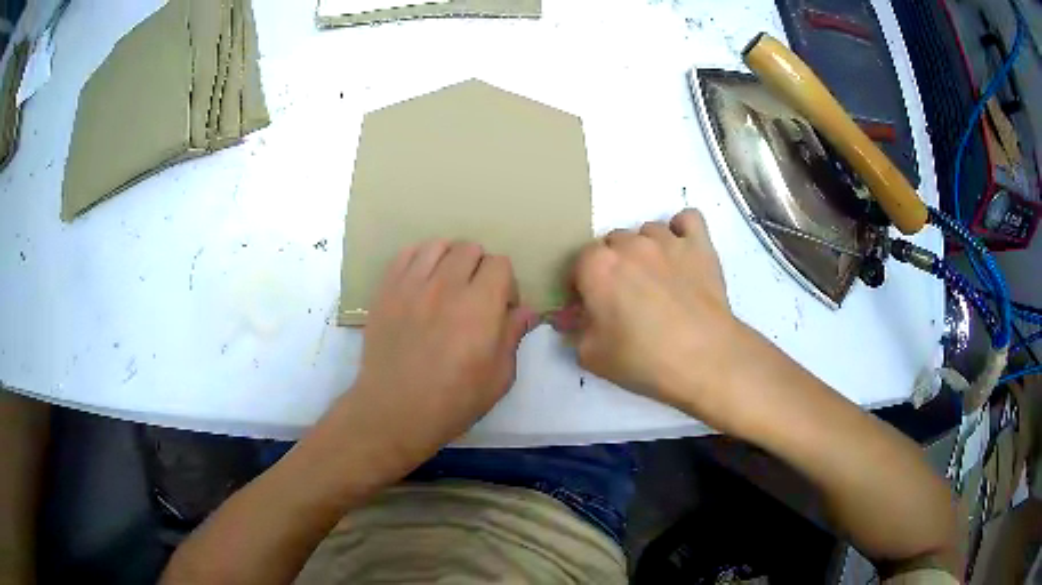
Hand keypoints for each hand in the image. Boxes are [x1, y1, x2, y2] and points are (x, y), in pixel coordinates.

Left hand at [348, 240, 535, 462]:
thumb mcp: (499, 377)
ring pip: (438, 245)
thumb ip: (513, 336)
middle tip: (474, 297)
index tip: (501, 307)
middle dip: (480, 268)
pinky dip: (419, 260)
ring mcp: (411, 284)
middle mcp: (446, 285)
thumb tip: (526, 311)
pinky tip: (422, 282)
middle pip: (470, 248)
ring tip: (446, 285)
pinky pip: (406, 253)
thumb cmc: (453, 401)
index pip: (500, 264)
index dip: (506, 283)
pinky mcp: (386, 290)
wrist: (395, 410)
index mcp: (480, 306)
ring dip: (449, 260)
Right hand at [557, 209, 749, 429]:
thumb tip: (571, 318)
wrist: (705, 359)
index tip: (591, 306)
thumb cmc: (644, 360)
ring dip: (645, 249)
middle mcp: (630, 244)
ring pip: (647, 231)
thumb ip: (574, 331)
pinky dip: (682, 231)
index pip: (580, 262)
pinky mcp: (700, 245)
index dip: (583, 284)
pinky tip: (682, 251)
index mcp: (598, 267)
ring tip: (656, 279)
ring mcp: (668, 240)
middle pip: (612, 242)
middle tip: (624, 296)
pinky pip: (688, 219)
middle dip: (613, 265)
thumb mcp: (592, 356)